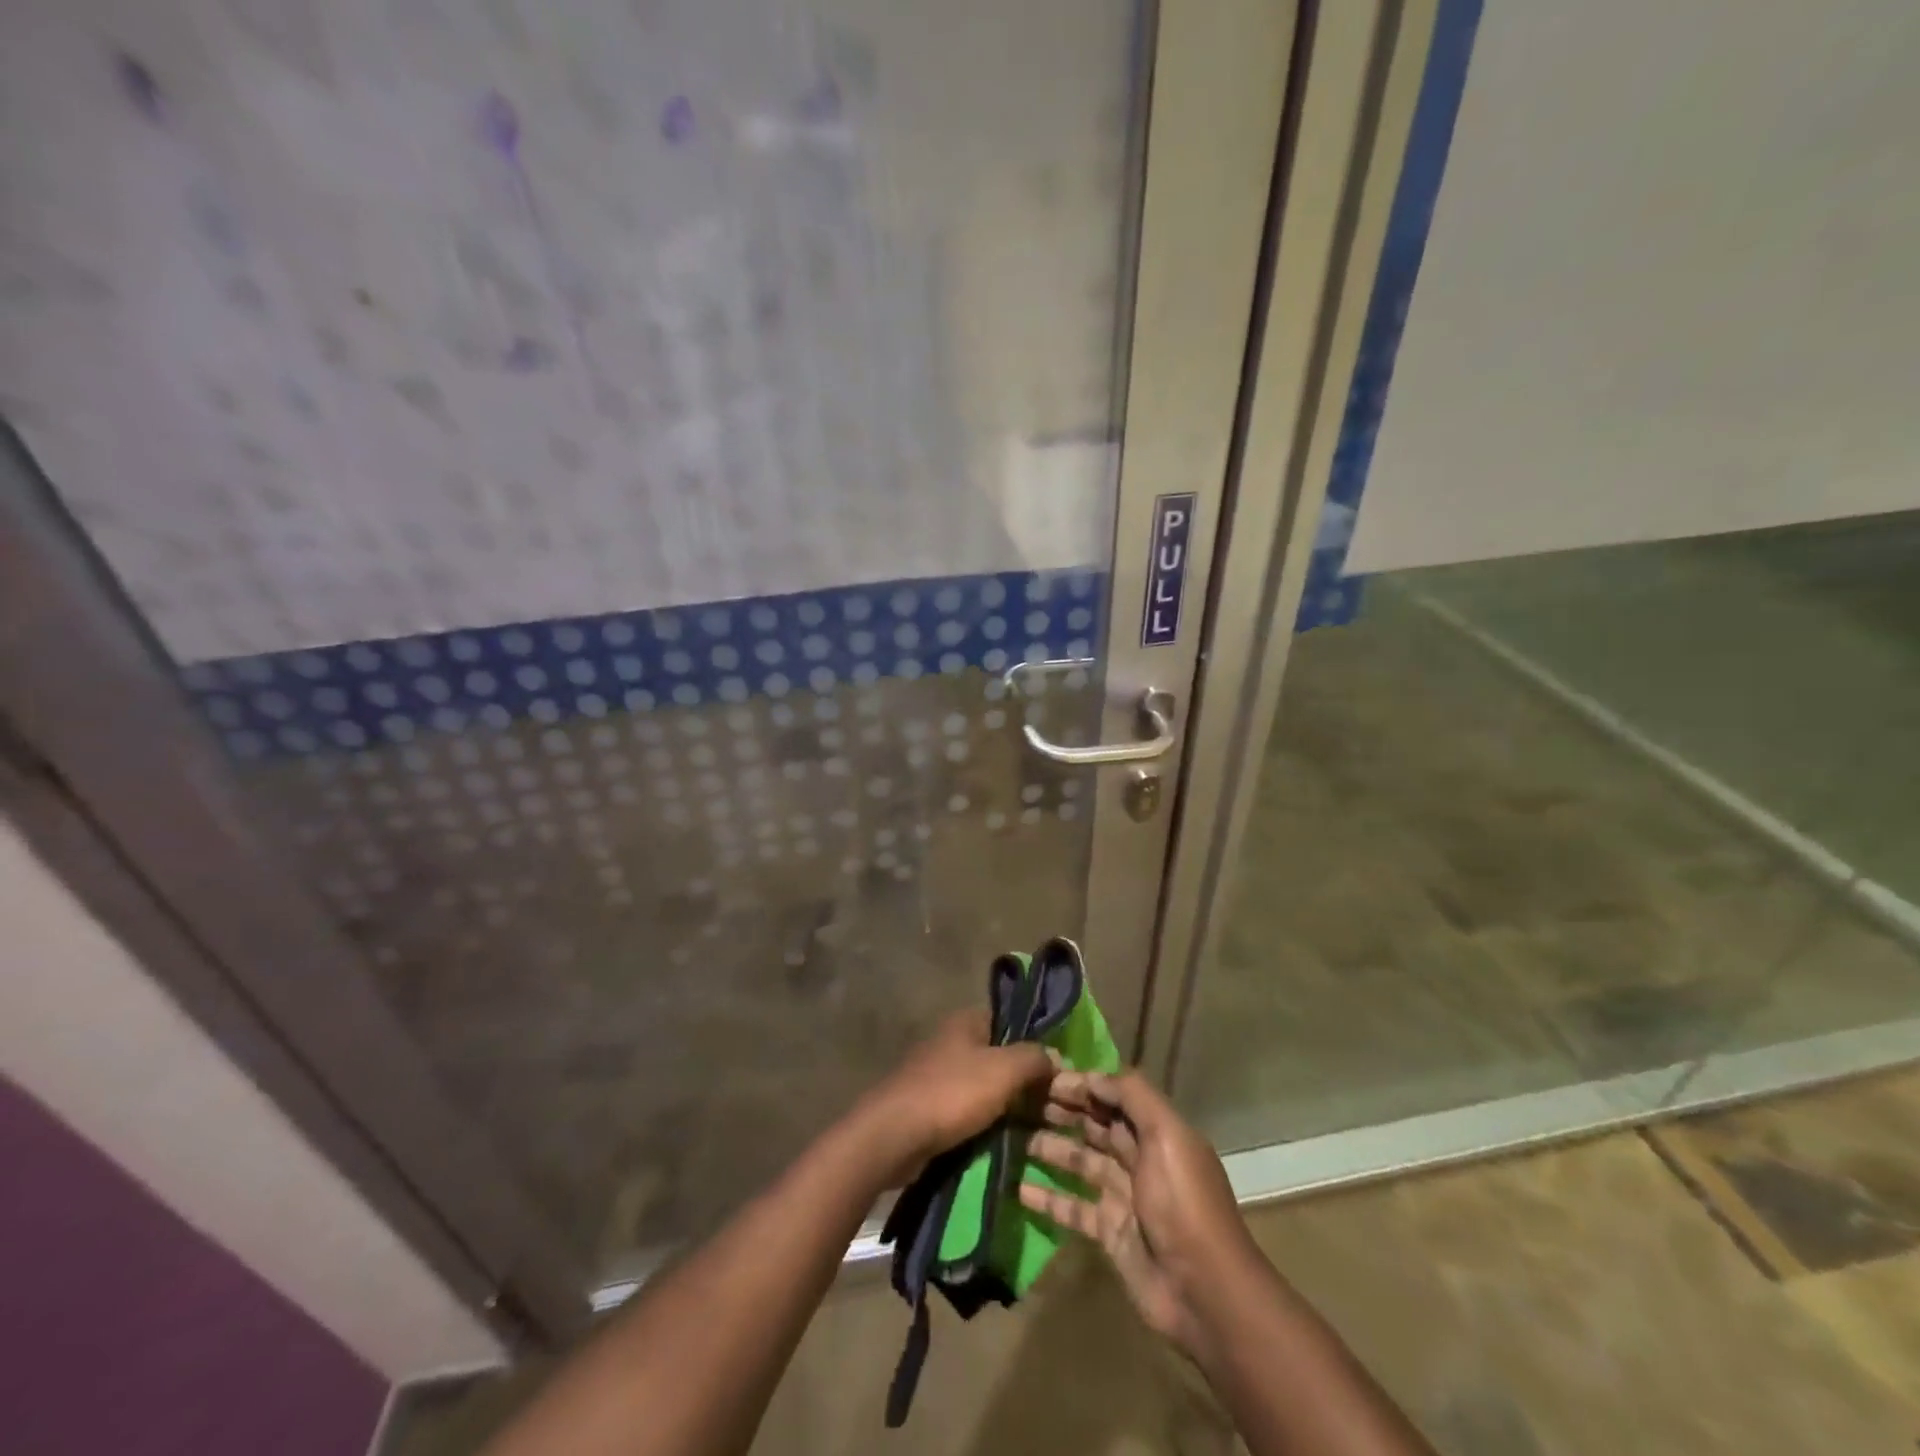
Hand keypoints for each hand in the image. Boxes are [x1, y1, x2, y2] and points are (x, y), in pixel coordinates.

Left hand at [852, 1010, 1053, 1186]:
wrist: (893, 1136)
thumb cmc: (951, 1093)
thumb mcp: (1003, 1070)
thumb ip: (1033, 1058)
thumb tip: (1054, 1056)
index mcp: (965, 1021)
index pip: (1009, 1021)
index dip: (1034, 1042)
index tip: (1057, 1070)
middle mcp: (950, 1041)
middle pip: (997, 1056)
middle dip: (1023, 1080)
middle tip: (1053, 1106)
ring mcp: (935, 1074)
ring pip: (983, 1086)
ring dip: (1005, 1106)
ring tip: (1036, 1129)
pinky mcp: (927, 1107)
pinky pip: (965, 1110)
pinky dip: (984, 1123)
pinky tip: (1004, 1142)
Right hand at [1019, 1070, 1257, 1357]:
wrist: (1205, 1292)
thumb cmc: (1183, 1203)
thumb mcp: (1166, 1136)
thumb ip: (1132, 1097)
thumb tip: (1092, 1075)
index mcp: (1157, 1131)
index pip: (1113, 1096)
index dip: (1082, 1084)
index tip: (1044, 1076)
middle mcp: (1140, 1158)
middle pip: (1095, 1126)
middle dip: (1062, 1111)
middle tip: (1020, 1100)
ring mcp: (1123, 1196)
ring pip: (1080, 1162)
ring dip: (1051, 1148)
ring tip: (1014, 1136)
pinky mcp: (1110, 1232)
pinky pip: (1073, 1207)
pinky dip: (1048, 1198)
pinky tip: (1019, 1189)